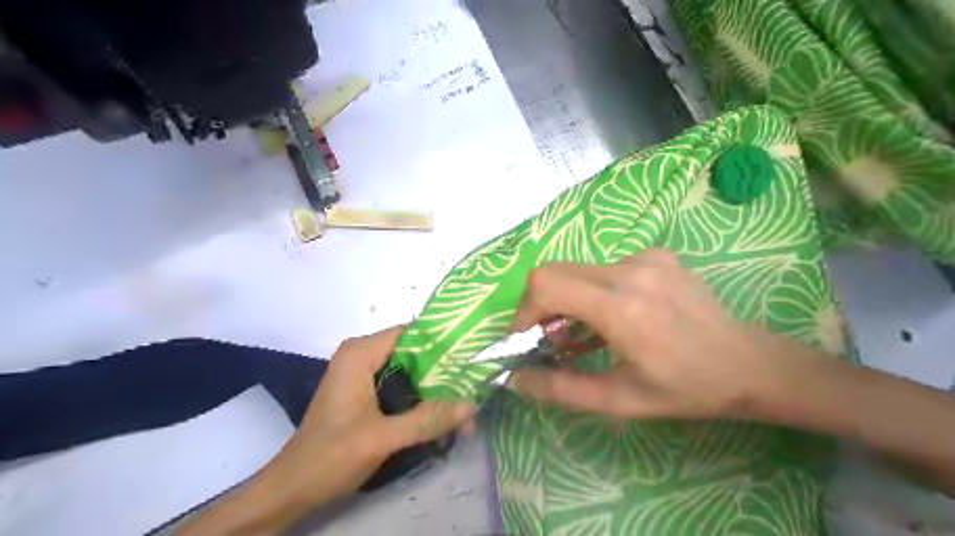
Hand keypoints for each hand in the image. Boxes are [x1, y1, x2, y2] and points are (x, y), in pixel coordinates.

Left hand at [174, 328, 472, 535]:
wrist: (293, 489)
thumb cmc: (330, 456)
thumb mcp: (382, 437)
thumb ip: (427, 419)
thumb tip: (472, 405)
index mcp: (360, 353)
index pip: (412, 332)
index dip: (442, 342)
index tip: (471, 358)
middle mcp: (363, 355)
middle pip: (414, 353)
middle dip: (443, 374)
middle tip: (473, 391)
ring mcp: (364, 374)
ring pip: (411, 372)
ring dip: (435, 391)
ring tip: (463, 411)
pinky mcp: (366, 393)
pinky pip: (402, 387)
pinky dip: (421, 401)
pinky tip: (440, 420)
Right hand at [511, 249, 794, 419]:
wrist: (749, 363)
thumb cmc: (686, 388)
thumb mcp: (619, 400)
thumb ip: (561, 389)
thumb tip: (515, 378)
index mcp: (621, 308)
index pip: (546, 285)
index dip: (524, 311)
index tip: (528, 340)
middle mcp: (630, 271)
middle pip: (554, 271)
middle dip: (540, 306)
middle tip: (552, 339)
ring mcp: (645, 258)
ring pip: (576, 270)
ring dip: (566, 300)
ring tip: (583, 333)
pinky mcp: (654, 255)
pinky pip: (602, 268)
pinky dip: (592, 292)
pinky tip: (614, 317)